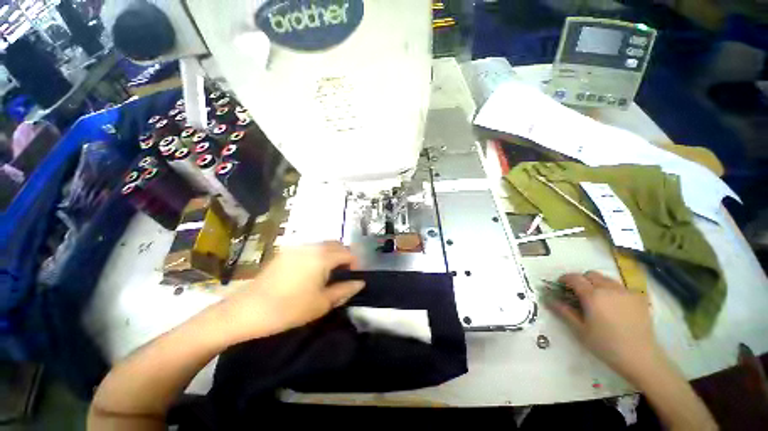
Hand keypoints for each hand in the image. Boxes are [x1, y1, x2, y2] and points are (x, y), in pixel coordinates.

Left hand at [219, 242, 365, 342]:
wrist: (247, 310)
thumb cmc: (289, 309)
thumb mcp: (322, 303)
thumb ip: (344, 290)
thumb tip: (360, 283)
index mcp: (322, 257)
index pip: (348, 253)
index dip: (355, 264)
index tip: (354, 277)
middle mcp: (311, 246)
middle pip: (336, 245)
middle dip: (344, 257)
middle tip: (343, 275)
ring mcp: (297, 247)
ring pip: (323, 245)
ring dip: (331, 254)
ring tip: (328, 273)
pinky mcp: (286, 252)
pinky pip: (310, 248)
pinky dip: (318, 254)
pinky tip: (311, 271)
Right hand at [548, 271, 663, 379]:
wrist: (641, 357)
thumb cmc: (606, 345)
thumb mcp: (580, 330)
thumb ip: (563, 311)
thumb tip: (547, 298)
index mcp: (592, 295)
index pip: (574, 278)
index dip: (564, 279)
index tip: (560, 286)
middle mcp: (609, 288)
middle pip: (590, 275)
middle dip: (581, 280)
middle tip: (578, 294)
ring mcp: (626, 292)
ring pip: (606, 279)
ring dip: (597, 284)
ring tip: (597, 300)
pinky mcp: (639, 298)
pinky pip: (620, 287)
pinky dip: (612, 291)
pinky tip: (614, 306)